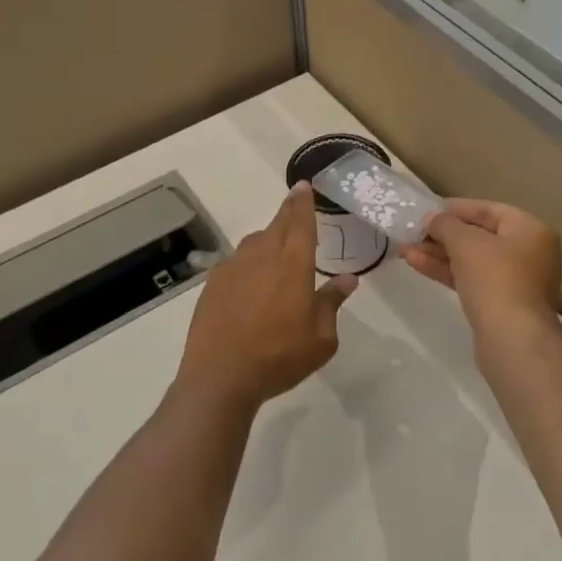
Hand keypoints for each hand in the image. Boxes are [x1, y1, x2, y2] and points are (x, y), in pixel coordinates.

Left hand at [176, 183, 356, 411]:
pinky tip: (249, 280)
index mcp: (293, 265)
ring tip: (275, 248)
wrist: (220, 376)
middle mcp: (263, 257)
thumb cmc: (279, 357)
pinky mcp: (213, 283)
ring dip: (268, 237)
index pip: (301, 223)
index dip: (303, 202)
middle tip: (294, 202)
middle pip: (277, 225)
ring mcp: (234, 267)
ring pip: (255, 241)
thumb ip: (332, 303)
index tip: (303, 185)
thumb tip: (348, 279)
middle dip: (287, 211)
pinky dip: (247, 261)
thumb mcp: (321, 339)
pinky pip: (236, 261)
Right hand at [400, 199, 561, 348]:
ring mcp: (515, 281)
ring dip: (438, 253)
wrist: (513, 341)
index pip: (488, 209)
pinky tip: (416, 264)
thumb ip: (446, 224)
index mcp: (530, 230)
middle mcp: (528, 252)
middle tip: (413, 232)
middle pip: (479, 235)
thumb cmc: (494, 279)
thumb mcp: (465, 242)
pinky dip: (446, 271)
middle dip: (443, 234)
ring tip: (404, 249)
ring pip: (471, 260)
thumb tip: (432, 219)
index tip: (427, 210)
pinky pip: (471, 279)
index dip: (455, 208)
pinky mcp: (501, 304)